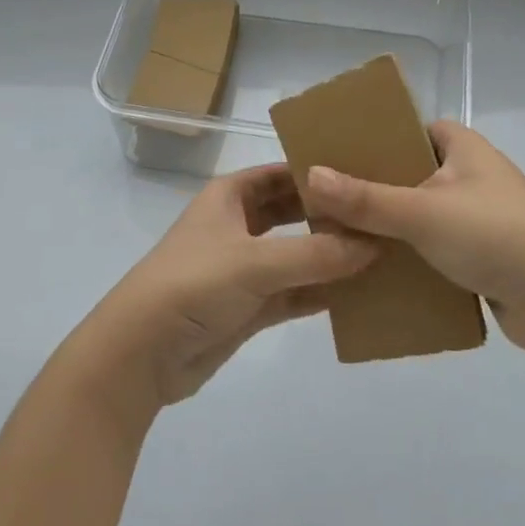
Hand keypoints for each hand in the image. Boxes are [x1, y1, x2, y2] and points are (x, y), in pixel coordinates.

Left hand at [85, 165, 377, 410]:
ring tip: (383, 253)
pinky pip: (294, 292)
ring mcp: (244, 267)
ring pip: (297, 254)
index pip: (282, 173)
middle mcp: (239, 225)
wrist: (141, 353)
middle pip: (293, 212)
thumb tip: (375, 243)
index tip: (365, 173)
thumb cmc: (193, 284)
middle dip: (330, 215)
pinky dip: (321, 293)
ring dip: (331, 256)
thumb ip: (316, 253)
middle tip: (382, 215)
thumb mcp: (255, 262)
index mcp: (230, 196)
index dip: (318, 172)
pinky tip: (360, 294)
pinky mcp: (249, 307)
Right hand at [305, 122, 524, 351]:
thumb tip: (310, 175)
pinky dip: (410, 256)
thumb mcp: (421, 211)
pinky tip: (376, 270)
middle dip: (375, 187)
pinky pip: (435, 247)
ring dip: (390, 226)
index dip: (376, 137)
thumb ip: (365, 198)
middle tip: (330, 198)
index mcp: (463, 147)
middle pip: (411, 172)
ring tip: (342, 236)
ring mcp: (480, 216)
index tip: (338, 153)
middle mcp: (472, 174)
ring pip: (421, 213)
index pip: (411, 128)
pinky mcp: (484, 255)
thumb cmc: (492, 234)